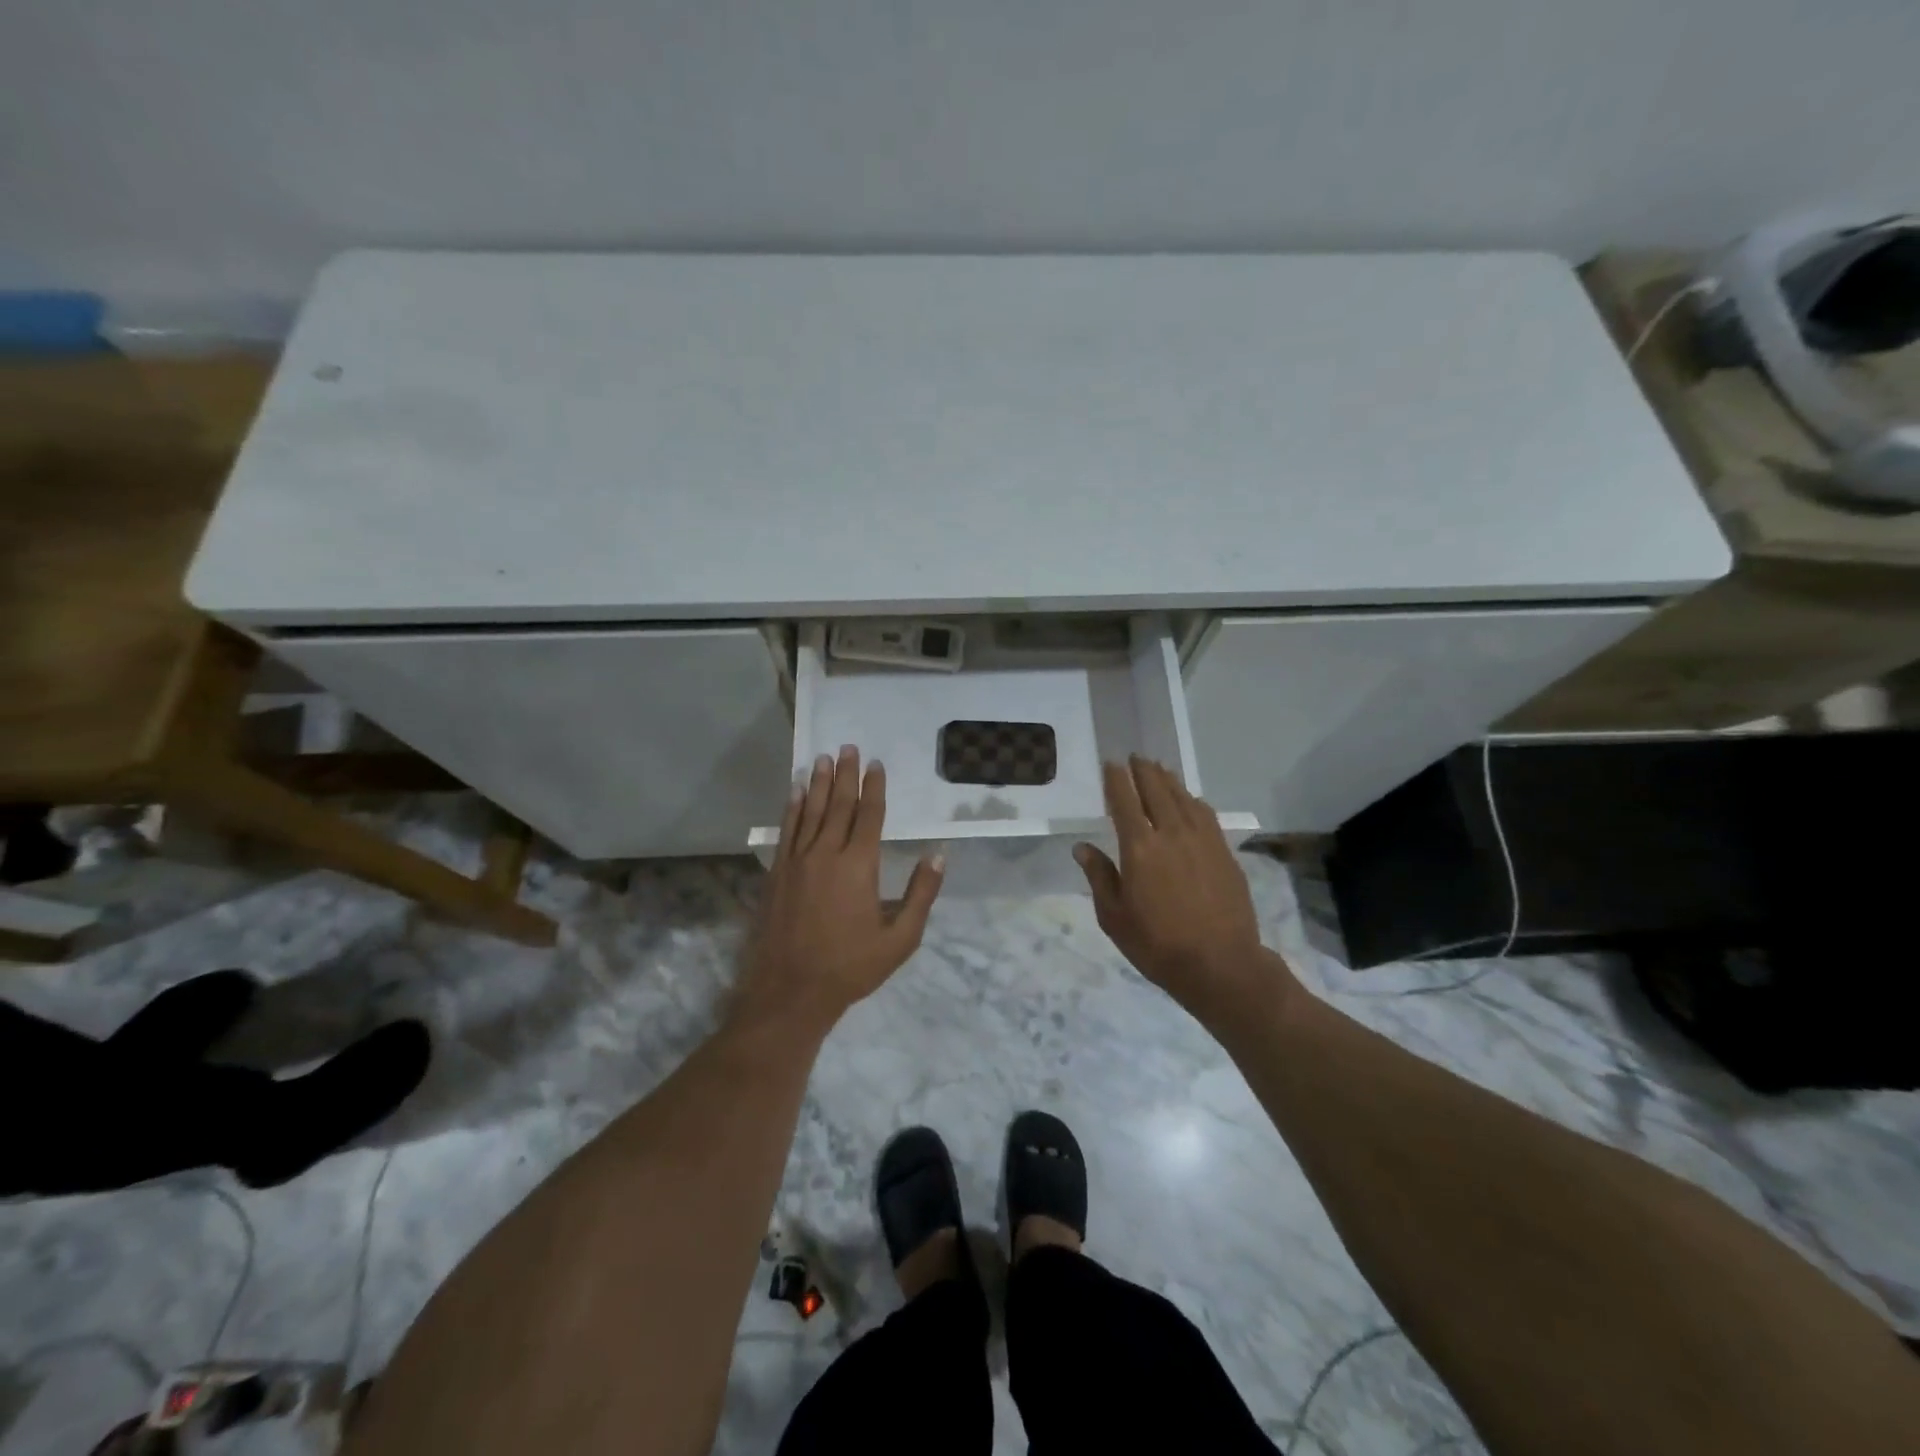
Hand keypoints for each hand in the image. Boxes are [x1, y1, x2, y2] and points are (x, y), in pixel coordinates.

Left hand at [736, 746, 943, 1033]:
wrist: (790, 991)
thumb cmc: (851, 967)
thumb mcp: (900, 939)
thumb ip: (921, 895)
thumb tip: (938, 856)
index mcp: (859, 866)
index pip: (869, 816)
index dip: (874, 788)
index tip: (876, 764)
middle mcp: (827, 854)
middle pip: (839, 805)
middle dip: (846, 775)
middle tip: (849, 747)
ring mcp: (798, 861)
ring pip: (811, 811)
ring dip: (820, 783)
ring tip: (824, 758)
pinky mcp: (777, 872)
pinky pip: (787, 830)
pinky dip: (793, 807)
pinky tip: (796, 791)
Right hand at [1074, 757, 1279, 1025]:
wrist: (1221, 964)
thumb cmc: (1157, 945)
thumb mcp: (1114, 917)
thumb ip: (1100, 877)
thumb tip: (1082, 848)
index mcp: (1139, 848)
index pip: (1124, 801)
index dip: (1116, 780)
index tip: (1111, 764)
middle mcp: (1171, 833)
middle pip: (1156, 790)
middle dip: (1144, 771)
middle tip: (1135, 757)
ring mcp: (1202, 840)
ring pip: (1183, 798)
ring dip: (1168, 780)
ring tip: (1159, 769)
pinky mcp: (1224, 852)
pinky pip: (1205, 814)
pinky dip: (1192, 800)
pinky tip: (1190, 800)